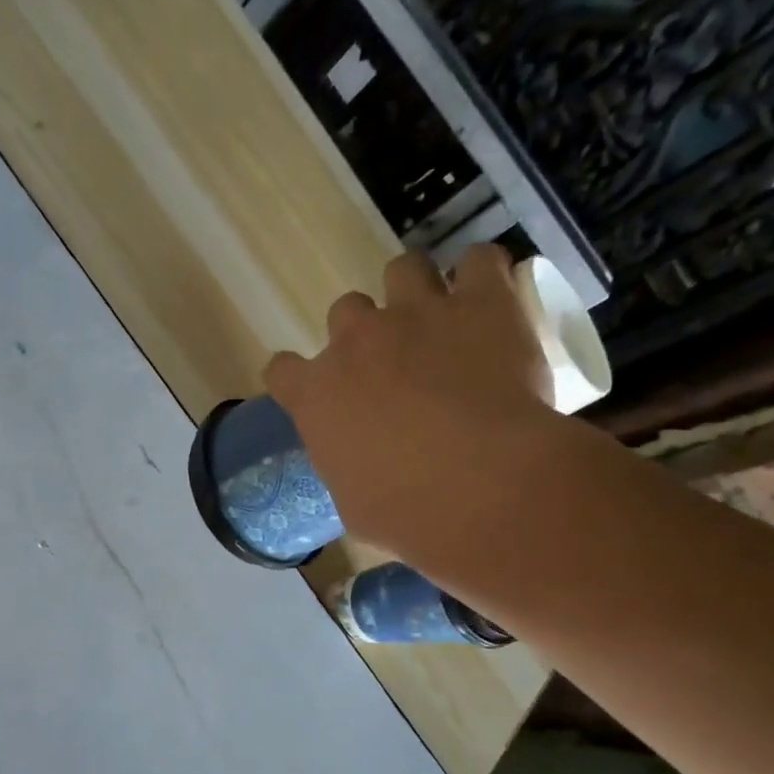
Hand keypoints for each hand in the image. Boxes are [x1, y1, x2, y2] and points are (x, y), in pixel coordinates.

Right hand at [263, 246, 562, 559]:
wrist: (481, 488)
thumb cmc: (405, 512)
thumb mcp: (354, 503)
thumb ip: (347, 467)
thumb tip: (360, 468)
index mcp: (315, 395)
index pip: (282, 369)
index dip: (299, 378)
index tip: (320, 392)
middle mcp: (355, 342)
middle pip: (344, 311)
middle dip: (365, 333)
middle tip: (395, 363)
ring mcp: (416, 314)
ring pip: (403, 269)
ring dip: (416, 290)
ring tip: (443, 320)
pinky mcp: (480, 303)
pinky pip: (478, 261)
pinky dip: (482, 276)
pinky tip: (491, 300)